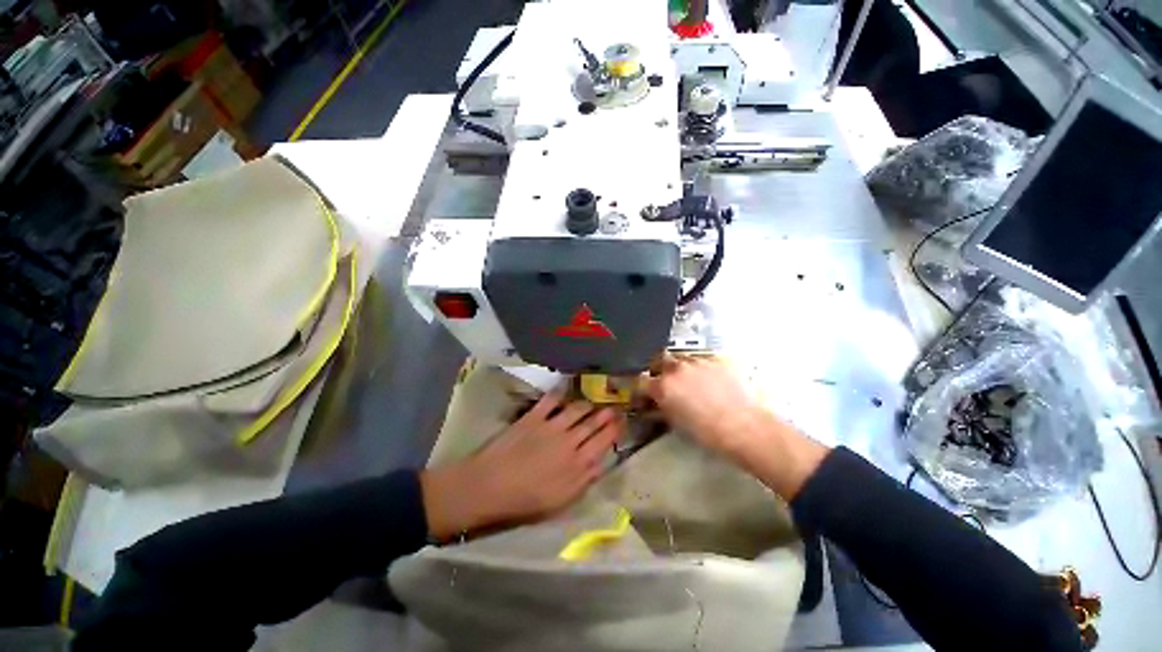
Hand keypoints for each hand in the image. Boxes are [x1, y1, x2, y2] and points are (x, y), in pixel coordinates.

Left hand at [421, 393, 622, 539]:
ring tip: (595, 400)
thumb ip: (584, 481)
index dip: (614, 430)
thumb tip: (601, 463)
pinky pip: (551, 400)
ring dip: (588, 404)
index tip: (621, 422)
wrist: (489, 488)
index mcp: (578, 465)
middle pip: (593, 423)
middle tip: (614, 406)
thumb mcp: (561, 503)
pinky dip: (561, 392)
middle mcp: (569, 441)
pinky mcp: (533, 417)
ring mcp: (551, 426)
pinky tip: (568, 386)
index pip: (603, 442)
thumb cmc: (524, 502)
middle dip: (606, 413)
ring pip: (577, 409)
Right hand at [643, 355, 829, 498]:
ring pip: (681, 357)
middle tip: (665, 381)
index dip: (641, 388)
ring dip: (680, 367)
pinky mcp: (717, 359)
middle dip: (658, 369)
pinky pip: (702, 359)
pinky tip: (710, 380)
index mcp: (663, 386)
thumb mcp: (677, 423)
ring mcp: (697, 360)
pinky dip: (701, 368)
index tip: (645, 395)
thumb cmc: (708, 433)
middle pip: (658, 359)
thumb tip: (652, 406)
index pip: (640, 380)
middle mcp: (677, 368)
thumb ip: (660, 410)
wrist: (746, 427)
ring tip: (691, 381)